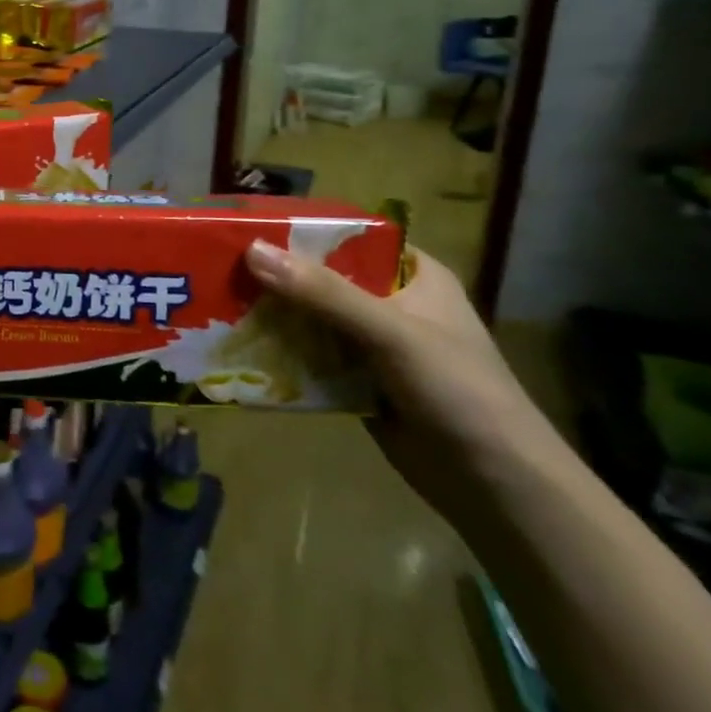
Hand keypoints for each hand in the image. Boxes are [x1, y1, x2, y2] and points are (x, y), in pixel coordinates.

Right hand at [243, 241, 557, 520]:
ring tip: (214, 301)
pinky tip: (237, 346)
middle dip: (274, 274)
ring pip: (309, 316)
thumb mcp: (391, 332)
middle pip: (320, 277)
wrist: (497, 487)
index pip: (348, 236)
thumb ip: (323, 292)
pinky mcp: (355, 380)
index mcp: (412, 274)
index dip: (300, 229)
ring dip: (271, 313)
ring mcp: (371, 344)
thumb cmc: (458, 392)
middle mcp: (389, 302)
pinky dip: (279, 351)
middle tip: (216, 264)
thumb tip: (251, 250)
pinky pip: (308, 355)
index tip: (245, 224)